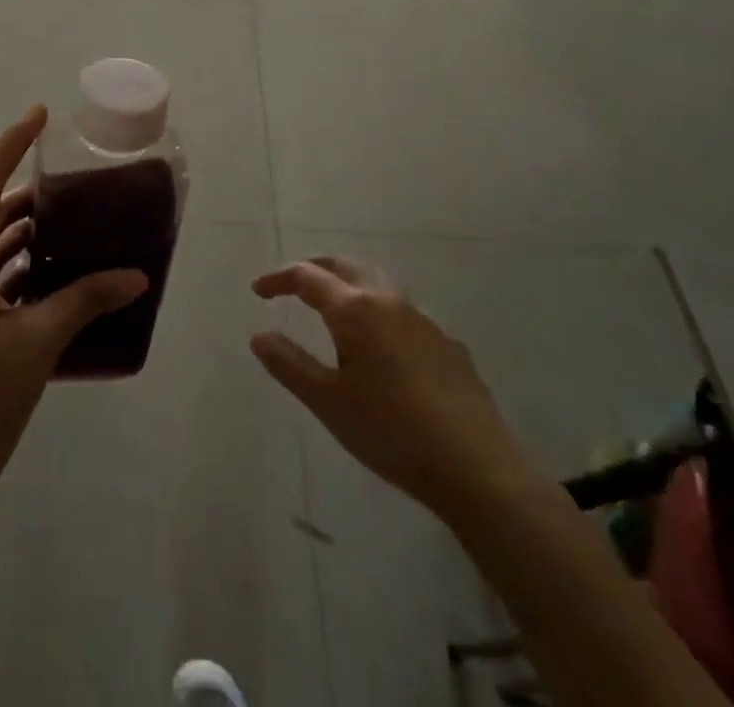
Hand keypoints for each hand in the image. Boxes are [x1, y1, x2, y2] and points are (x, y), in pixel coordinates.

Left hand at [0, 106, 148, 530]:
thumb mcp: (37, 346)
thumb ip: (86, 300)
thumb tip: (138, 275)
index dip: (10, 145)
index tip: (39, 114)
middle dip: (26, 195)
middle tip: (72, 178)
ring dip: (22, 234)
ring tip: (71, 218)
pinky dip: (15, 267)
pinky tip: (52, 269)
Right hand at [250, 257, 532, 528]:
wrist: (475, 467)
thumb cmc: (390, 431)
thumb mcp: (328, 402)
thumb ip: (289, 364)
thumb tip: (259, 335)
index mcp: (355, 309)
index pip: (307, 277)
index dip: (279, 279)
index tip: (258, 291)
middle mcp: (388, 301)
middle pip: (344, 266)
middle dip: (314, 269)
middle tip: (290, 284)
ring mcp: (423, 320)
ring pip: (376, 284)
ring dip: (347, 285)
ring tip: (331, 307)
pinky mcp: (446, 343)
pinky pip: (402, 312)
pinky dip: (377, 311)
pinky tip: (380, 345)